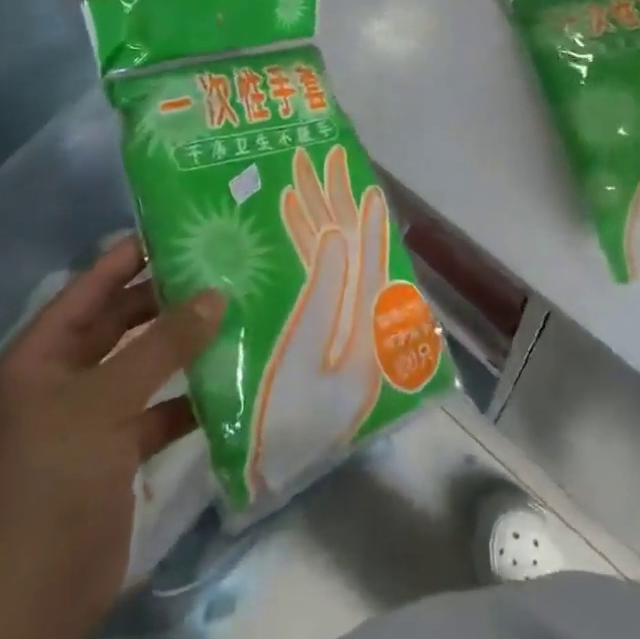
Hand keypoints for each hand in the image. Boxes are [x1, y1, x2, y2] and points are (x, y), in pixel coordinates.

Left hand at [0, 233, 223, 622]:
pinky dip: (188, 397)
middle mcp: (64, 377)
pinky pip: (158, 409)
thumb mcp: (106, 401)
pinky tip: (228, 381)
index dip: (131, 256)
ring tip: (235, 314)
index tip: (182, 228)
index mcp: (43, 353)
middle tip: (221, 269)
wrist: (34, 599)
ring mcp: (91, 416)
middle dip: (166, 299)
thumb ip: (163, 345)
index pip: (92, 286)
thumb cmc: (55, 479)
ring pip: (143, 364)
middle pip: (120, 321)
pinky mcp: (116, 452)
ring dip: (182, 346)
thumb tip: (216, 294)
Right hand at [255, 146, 390, 497]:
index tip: (361, 177)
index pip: (367, 258)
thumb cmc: (292, 425)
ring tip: (295, 183)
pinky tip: (274, 234)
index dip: (368, 217)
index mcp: (361, 326)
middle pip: (344, 252)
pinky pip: (299, 289)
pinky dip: (290, 259)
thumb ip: (326, 297)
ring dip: (310, 223)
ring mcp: (323, 331)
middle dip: (332, 205)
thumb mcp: (314, 360)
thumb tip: (338, 237)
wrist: (271, 478)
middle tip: (322, 160)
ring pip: (321, 265)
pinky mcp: (297, 341)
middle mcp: (348, 321)